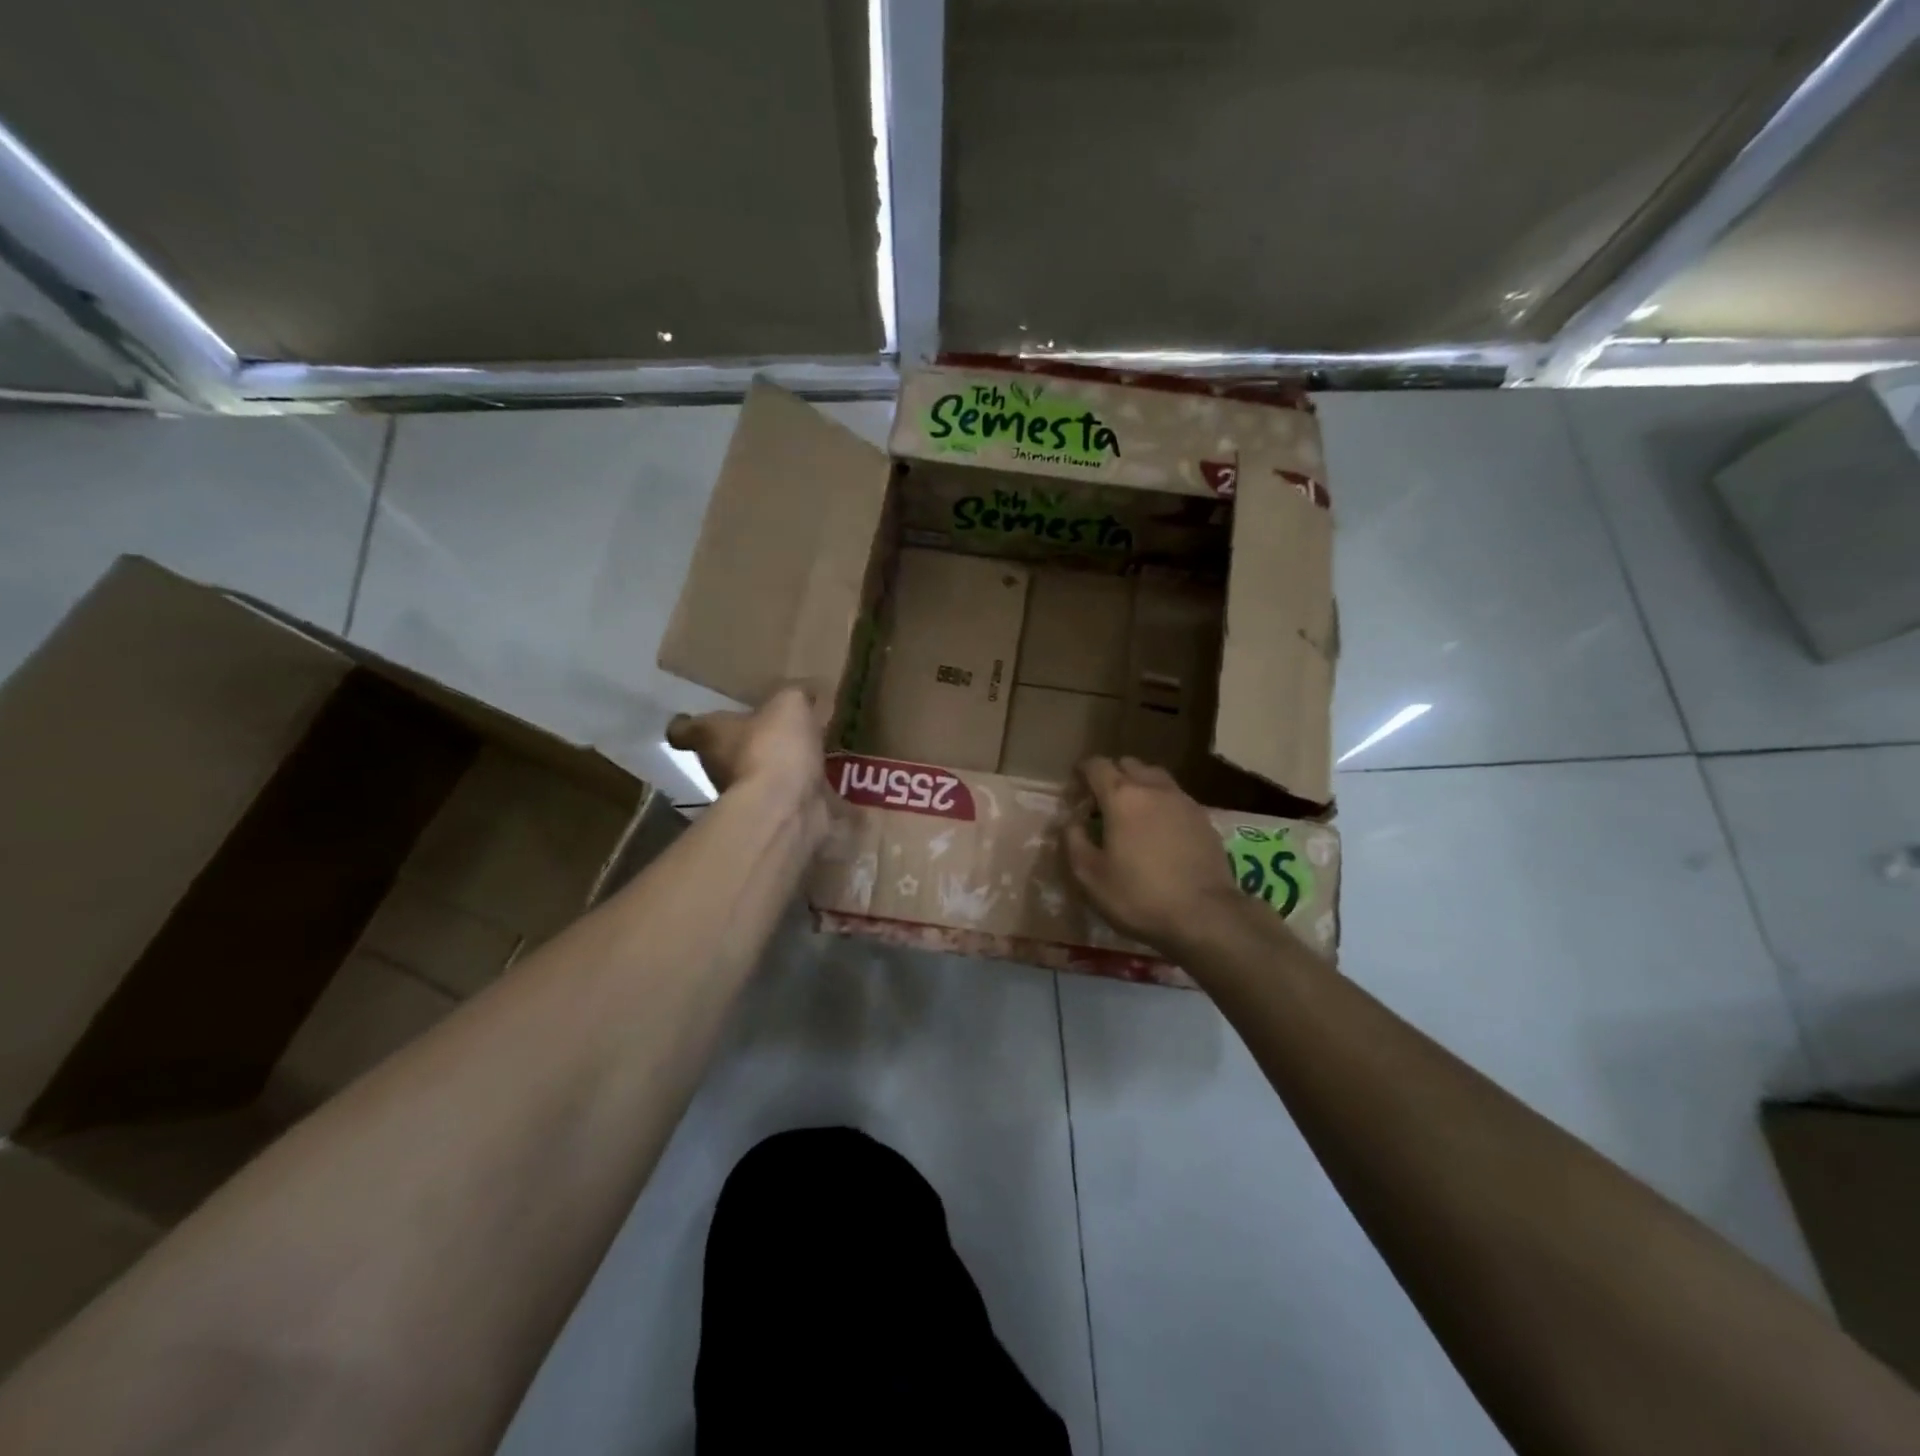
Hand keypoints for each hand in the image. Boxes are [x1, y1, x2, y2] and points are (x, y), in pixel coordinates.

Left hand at [667, 686, 824, 802]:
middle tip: (765, 729)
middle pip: (721, 754)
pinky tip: (819, 780)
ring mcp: (745, 798)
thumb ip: (793, 695)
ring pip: (755, 776)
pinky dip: (799, 790)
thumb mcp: (789, 704)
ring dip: (771, 768)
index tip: (689, 717)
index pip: (683, 729)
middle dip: (741, 744)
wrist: (787, 809)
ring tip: (799, 753)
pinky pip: (786, 797)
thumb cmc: (774, 747)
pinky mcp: (773, 816)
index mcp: (711, 736)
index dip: (686, 723)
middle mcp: (718, 769)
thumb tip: (802, 693)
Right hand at [1064, 756, 1241, 951]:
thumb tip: (1071, 820)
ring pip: (1155, 777)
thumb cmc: (1139, 896)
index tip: (1076, 788)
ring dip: (1139, 786)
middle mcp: (1153, 788)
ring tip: (1133, 813)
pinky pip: (1175, 797)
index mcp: (1121, 797)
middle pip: (1128, 765)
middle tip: (1102, 803)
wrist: (1205, 915)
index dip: (1082, 772)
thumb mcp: (1090, 876)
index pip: (1097, 766)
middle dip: (1112, 776)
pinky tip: (1160, 830)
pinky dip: (1162, 803)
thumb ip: (1073, 841)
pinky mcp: (1204, 818)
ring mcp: (1183, 801)